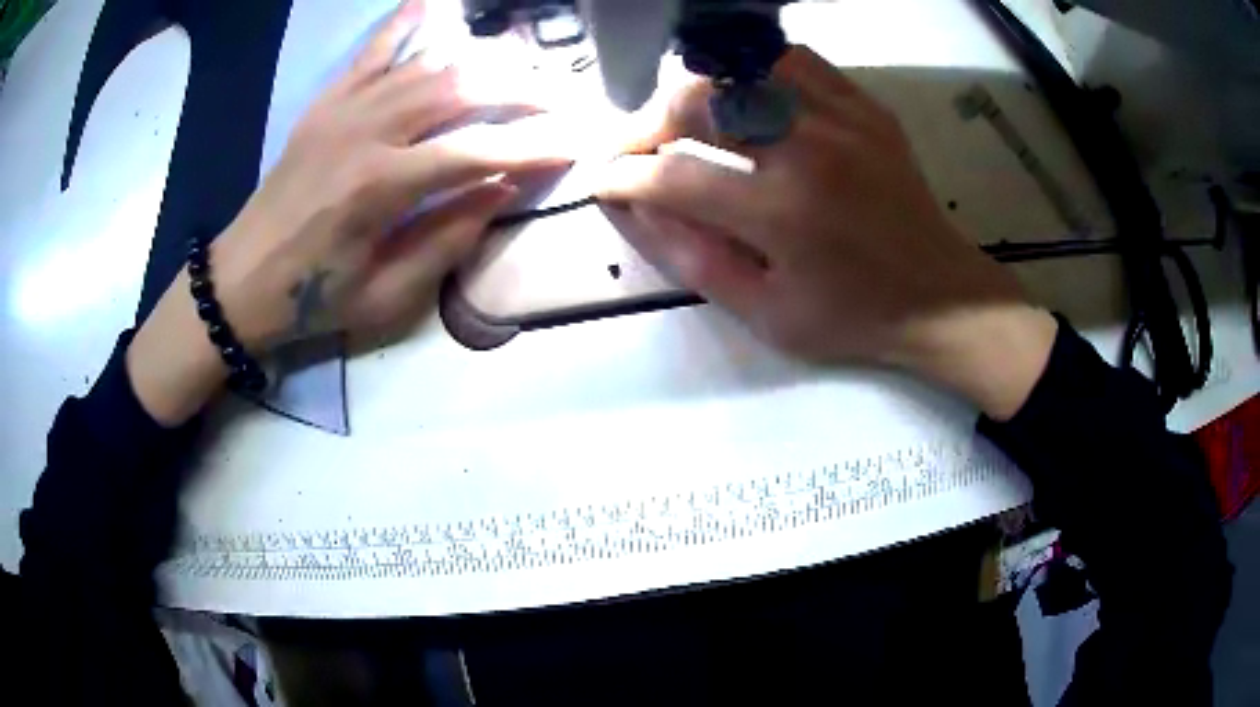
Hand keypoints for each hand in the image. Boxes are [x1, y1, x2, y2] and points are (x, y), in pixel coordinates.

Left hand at [127, 0, 577, 424]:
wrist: (240, 280)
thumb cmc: (312, 299)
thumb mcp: (384, 296)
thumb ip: (447, 240)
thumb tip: (503, 189)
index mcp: (378, 187)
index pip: (478, 151)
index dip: (534, 147)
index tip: (576, 145)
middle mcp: (365, 131)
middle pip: (460, 88)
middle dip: (522, 91)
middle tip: (560, 100)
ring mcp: (343, 109)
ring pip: (427, 65)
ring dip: (482, 61)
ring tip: (523, 66)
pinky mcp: (326, 103)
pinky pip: (372, 53)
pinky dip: (403, 26)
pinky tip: (429, 6)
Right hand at [598, 47, 1057, 419]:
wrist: (940, 296)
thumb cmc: (854, 317)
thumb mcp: (765, 315)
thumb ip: (693, 258)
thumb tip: (637, 207)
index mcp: (784, 213)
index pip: (673, 175)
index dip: (623, 175)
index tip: (603, 180)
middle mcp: (809, 148)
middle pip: (697, 99)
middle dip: (647, 122)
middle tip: (638, 148)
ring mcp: (842, 117)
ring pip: (738, 67)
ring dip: (695, 90)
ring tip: (685, 120)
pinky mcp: (864, 106)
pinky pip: (792, 61)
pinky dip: (751, 72)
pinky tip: (741, 97)